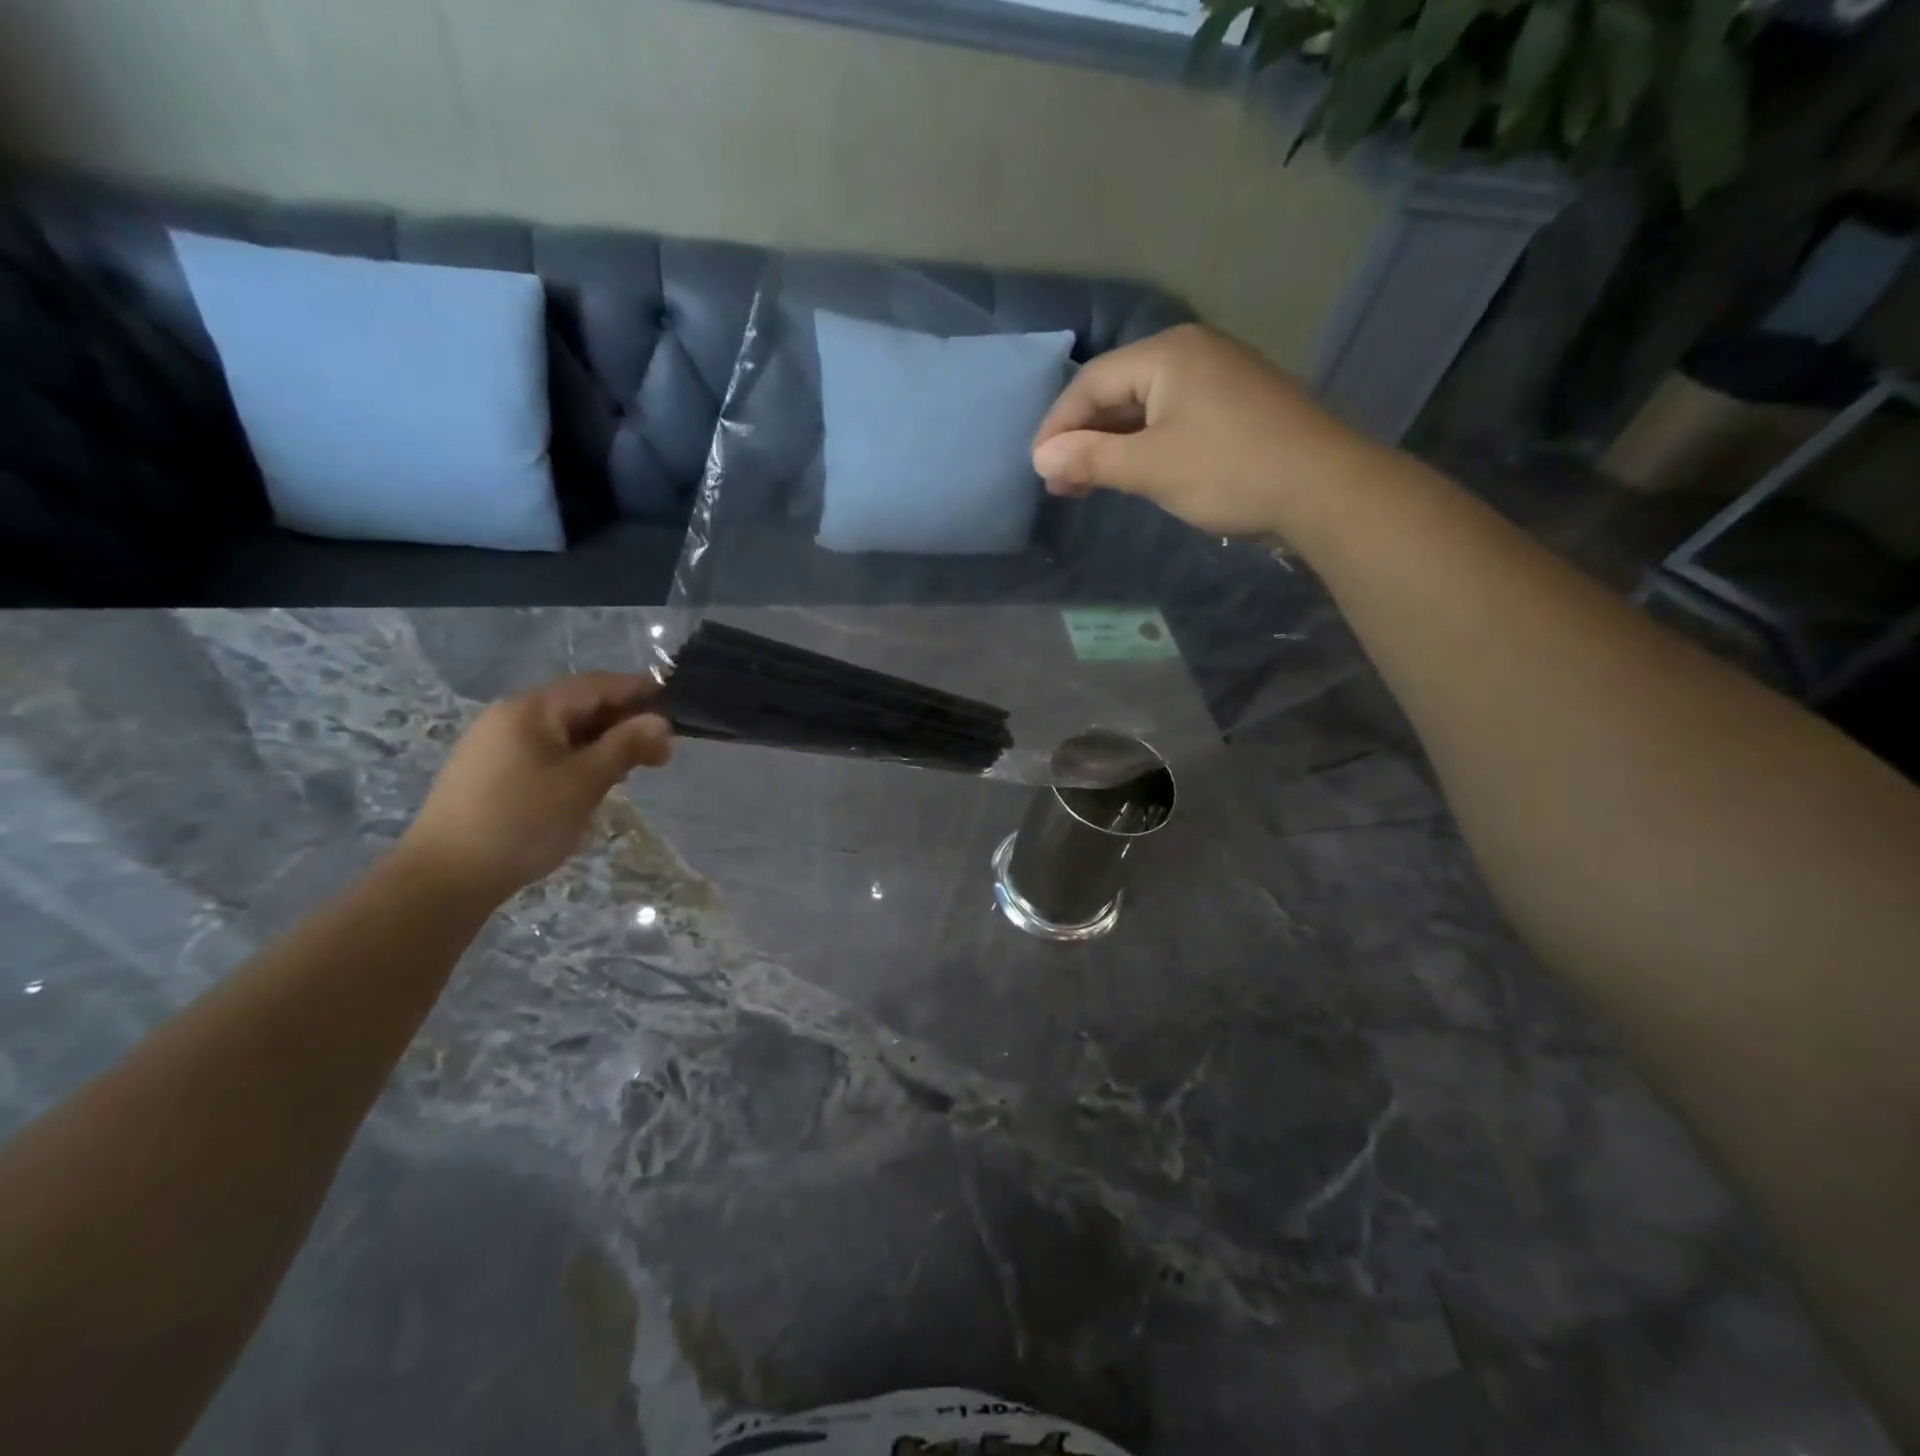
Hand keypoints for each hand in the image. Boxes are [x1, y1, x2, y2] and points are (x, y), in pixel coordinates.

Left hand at [401, 673, 672, 900]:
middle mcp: (511, 715)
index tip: (677, 712)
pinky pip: (546, 750)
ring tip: (631, 771)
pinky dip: (577, 757)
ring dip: (603, 743)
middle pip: (580, 705)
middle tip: (661, 755)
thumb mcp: (585, 782)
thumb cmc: (523, 822)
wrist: (446, 877)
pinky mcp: (490, 770)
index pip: (598, 685)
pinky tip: (591, 783)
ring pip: (564, 730)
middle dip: (625, 723)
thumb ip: (626, 745)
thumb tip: (661, 722)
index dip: (641, 693)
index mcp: (533, 708)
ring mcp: (496, 742)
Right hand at [1031, 323, 1375, 538]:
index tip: (1038, 468)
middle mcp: (1191, 351)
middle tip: (1061, 483)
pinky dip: (1144, 444)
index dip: (1058, 426)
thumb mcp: (1150, 467)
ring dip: (1112, 444)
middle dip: (1083, 437)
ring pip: (1145, 406)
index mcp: (1167, 353)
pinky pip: (1173, 417)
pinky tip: (1131, 471)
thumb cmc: (1228, 470)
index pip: (1091, 382)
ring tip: (1087, 483)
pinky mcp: (1236, 403)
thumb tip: (1041, 456)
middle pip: (1117, 390)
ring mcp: (1219, 375)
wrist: (1324, 488)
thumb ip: (1091, 457)